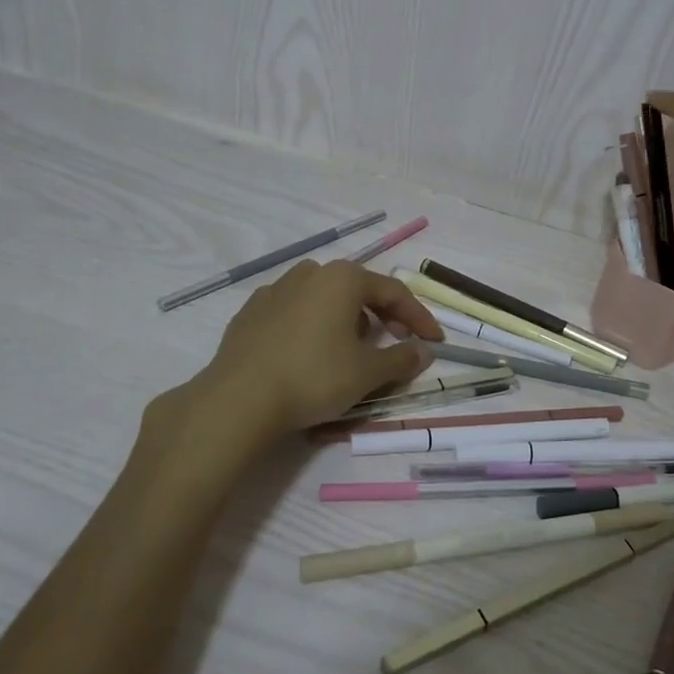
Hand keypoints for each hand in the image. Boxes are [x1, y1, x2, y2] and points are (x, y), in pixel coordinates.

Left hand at [196, 259, 444, 434]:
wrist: (238, 400)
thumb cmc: (313, 377)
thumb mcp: (367, 372)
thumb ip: (401, 358)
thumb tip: (424, 351)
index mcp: (343, 278)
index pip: (394, 292)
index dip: (419, 318)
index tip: (435, 341)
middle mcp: (310, 273)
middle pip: (358, 290)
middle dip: (384, 316)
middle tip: (399, 341)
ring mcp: (275, 290)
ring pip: (324, 298)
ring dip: (347, 318)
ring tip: (353, 348)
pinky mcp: (251, 312)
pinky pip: (295, 312)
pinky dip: (313, 326)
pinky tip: (311, 352)